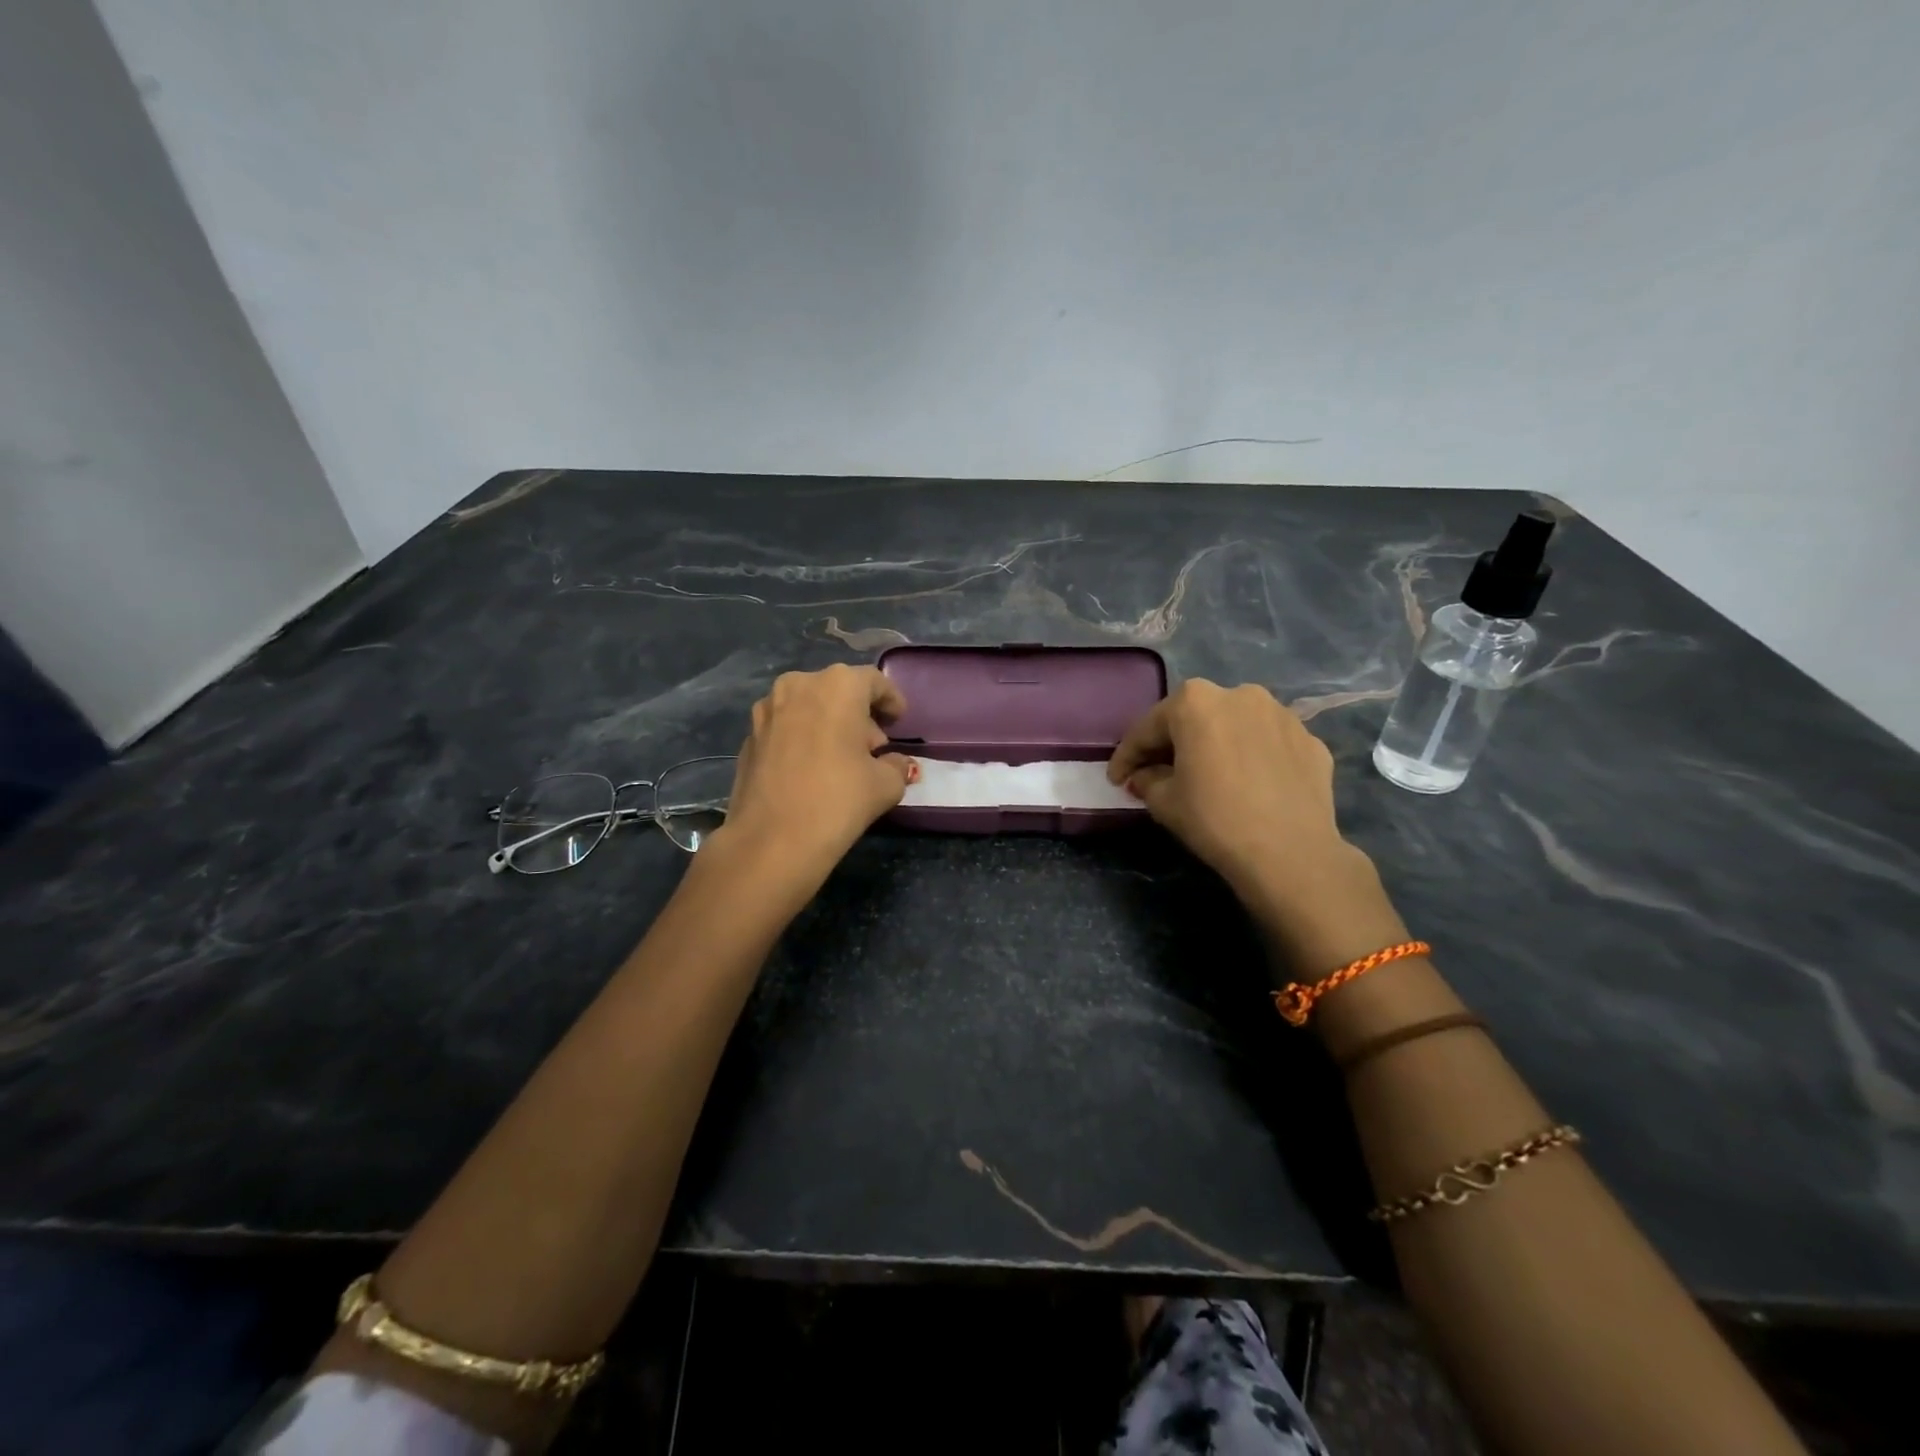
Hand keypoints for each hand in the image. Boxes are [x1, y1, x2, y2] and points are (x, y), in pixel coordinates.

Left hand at [718, 665, 915, 877]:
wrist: (771, 840)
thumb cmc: (839, 800)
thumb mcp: (886, 785)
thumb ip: (897, 765)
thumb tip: (895, 763)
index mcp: (838, 686)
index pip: (874, 681)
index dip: (891, 700)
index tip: (899, 721)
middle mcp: (799, 685)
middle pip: (838, 691)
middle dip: (859, 714)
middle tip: (873, 746)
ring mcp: (767, 709)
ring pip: (809, 706)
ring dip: (828, 724)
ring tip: (841, 757)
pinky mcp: (748, 736)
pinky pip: (786, 727)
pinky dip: (803, 738)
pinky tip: (811, 768)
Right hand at [1107, 680, 1403, 967]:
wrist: (1290, 853)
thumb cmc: (1215, 819)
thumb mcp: (1164, 802)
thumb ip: (1147, 779)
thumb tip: (1146, 775)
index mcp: (1195, 702)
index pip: (1148, 727)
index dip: (1127, 755)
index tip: (1116, 778)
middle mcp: (1239, 694)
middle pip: (1194, 718)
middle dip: (1174, 743)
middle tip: (1158, 773)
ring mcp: (1280, 714)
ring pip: (1235, 726)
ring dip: (1217, 745)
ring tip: (1209, 776)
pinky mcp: (1310, 740)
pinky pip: (1268, 744)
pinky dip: (1252, 758)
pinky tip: (1248, 785)